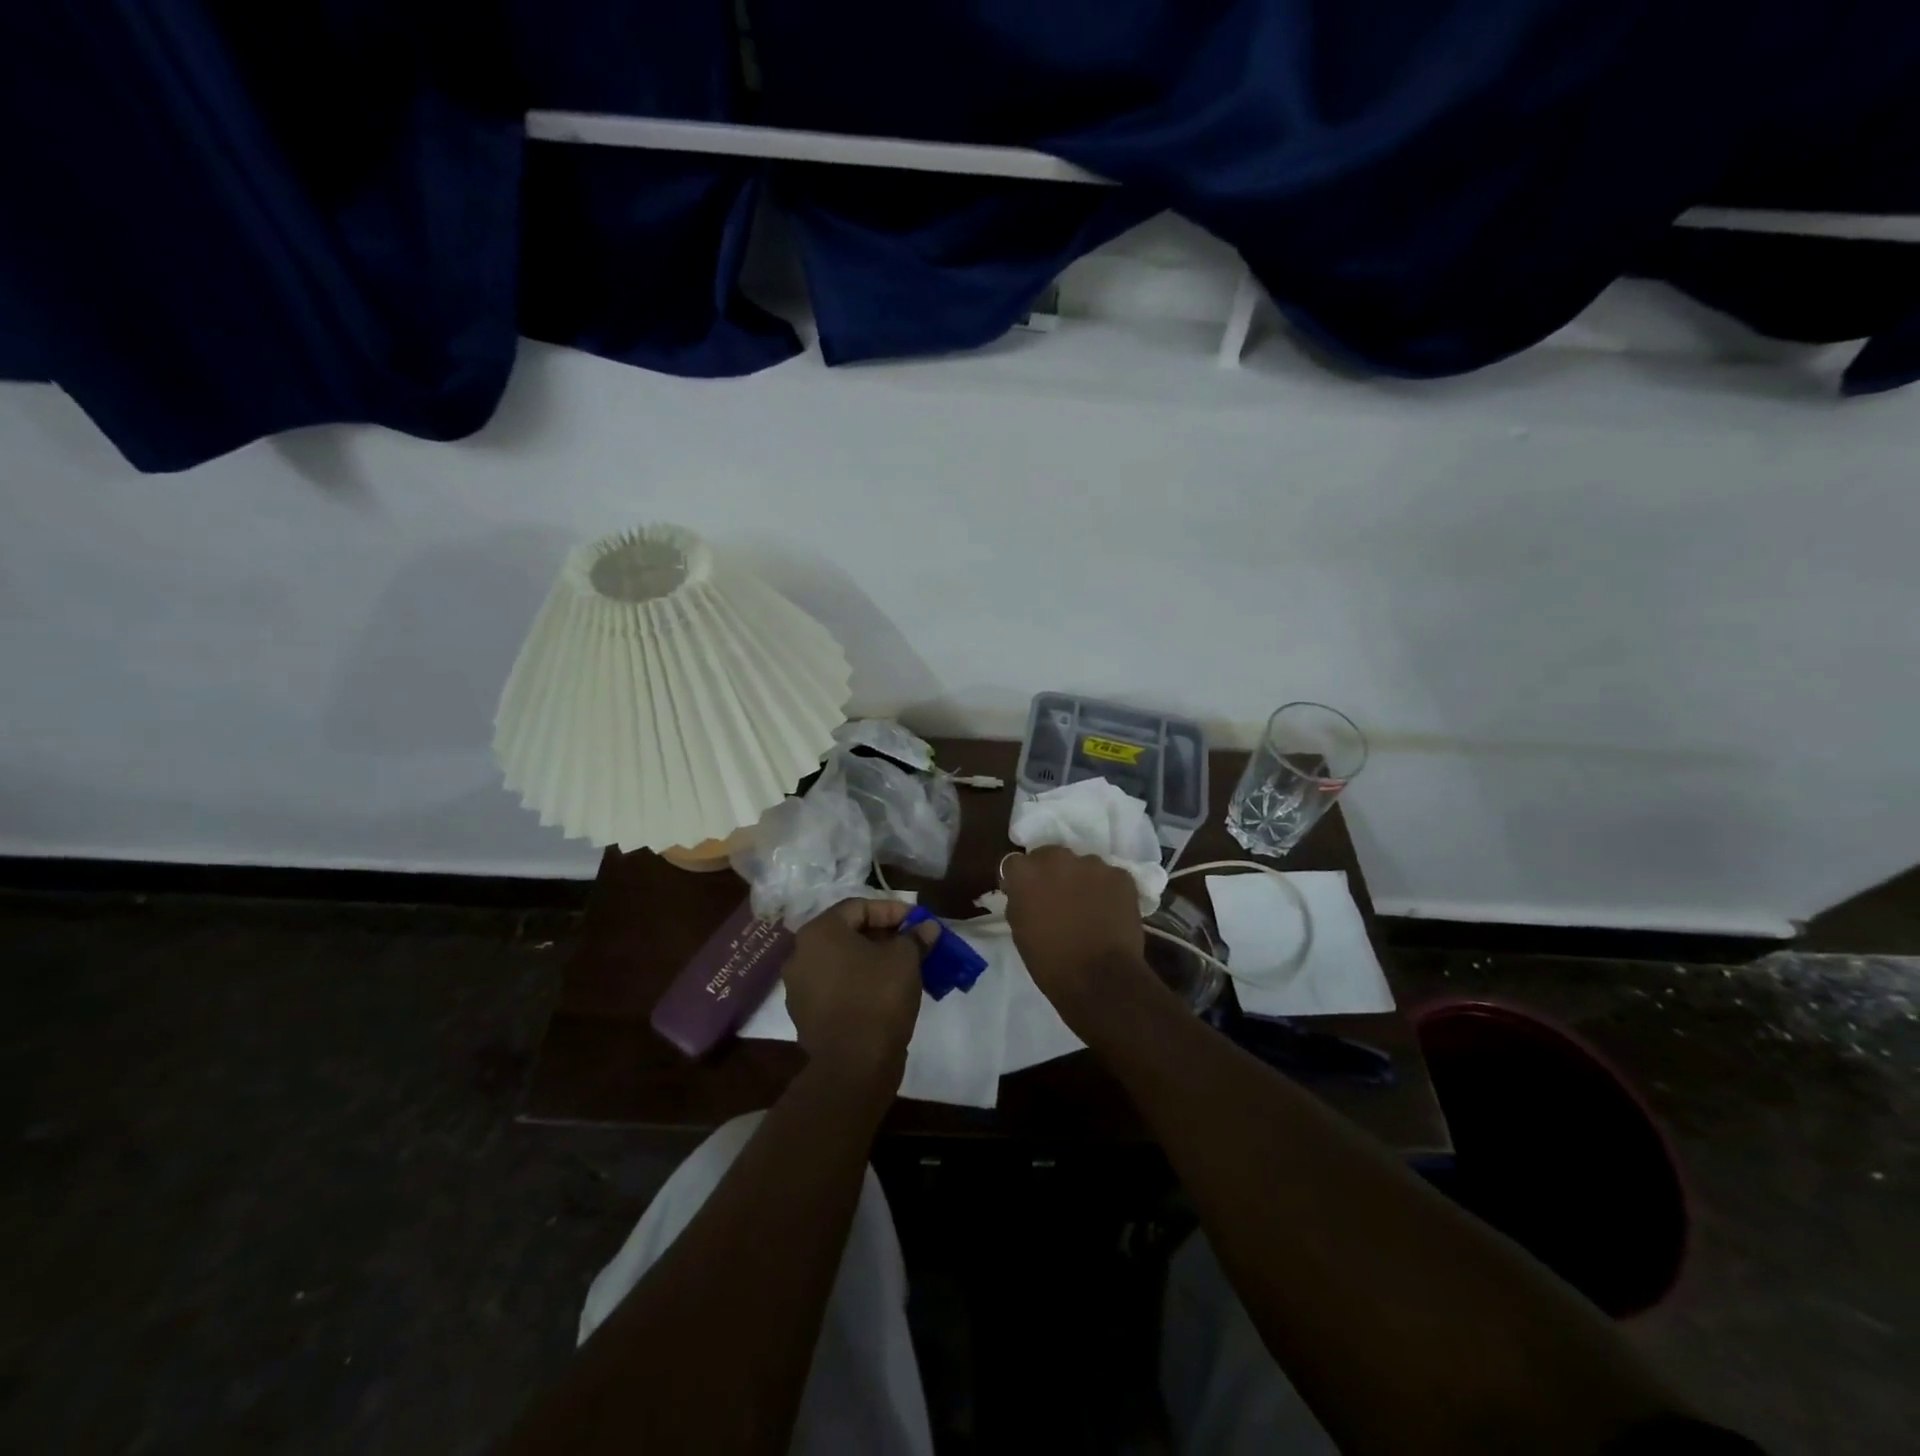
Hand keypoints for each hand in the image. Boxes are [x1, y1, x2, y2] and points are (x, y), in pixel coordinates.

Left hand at [783, 898, 933, 1090]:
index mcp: (819, 932)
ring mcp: (800, 988)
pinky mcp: (806, 1016)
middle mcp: (801, 954)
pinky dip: (861, 984)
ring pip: (843, 963)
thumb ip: (915, 937)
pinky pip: (838, 988)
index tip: (919, 922)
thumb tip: (927, 928)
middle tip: (914, 943)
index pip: (859, 907)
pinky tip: (887, 993)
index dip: (893, 910)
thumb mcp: (905, 959)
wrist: (853, 1066)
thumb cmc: (878, 997)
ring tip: (905, 968)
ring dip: (873, 960)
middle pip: (848, 934)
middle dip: (884, 936)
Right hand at [1001, 847, 1152, 1018]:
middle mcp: (1058, 858)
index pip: (1015, 864)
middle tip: (1057, 899)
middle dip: (1052, 873)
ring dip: (1082, 880)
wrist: (1099, 979)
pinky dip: (1108, 890)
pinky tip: (1110, 913)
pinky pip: (1110, 877)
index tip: (1025, 896)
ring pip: (1083, 865)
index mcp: (1026, 872)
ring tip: (1088, 907)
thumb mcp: (1019, 930)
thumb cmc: (1050, 961)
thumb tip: (1025, 893)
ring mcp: (1093, 864)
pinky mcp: (1121, 875)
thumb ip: (1019, 901)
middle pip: (1050, 856)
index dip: (1020, 880)